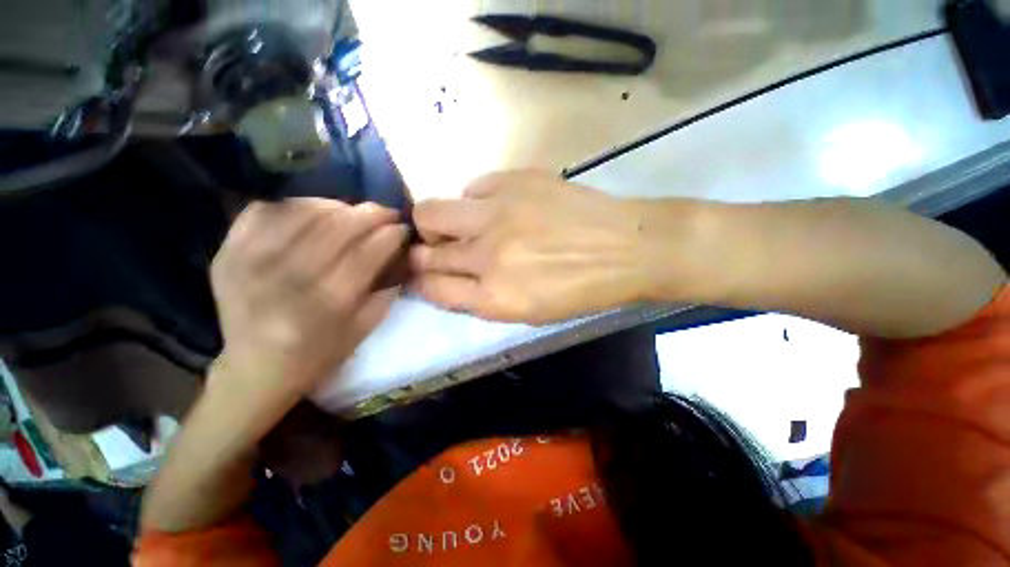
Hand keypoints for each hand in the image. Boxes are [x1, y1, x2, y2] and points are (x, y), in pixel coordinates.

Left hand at [210, 198, 407, 406]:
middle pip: (337, 227)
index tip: (403, 227)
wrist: (254, 369)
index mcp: (326, 303)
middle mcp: (288, 278)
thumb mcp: (364, 329)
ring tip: (352, 212)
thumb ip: (386, 290)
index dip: (390, 235)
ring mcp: (251, 261)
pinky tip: (313, 213)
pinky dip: (294, 206)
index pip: (366, 253)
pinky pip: (265, 211)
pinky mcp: (227, 253)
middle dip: (370, 214)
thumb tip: (399, 254)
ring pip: (303, 212)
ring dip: (337, 206)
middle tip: (386, 212)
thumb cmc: (319, 353)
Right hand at [410, 171, 650, 322]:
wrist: (626, 248)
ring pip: (431, 212)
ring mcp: (497, 214)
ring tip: (459, 225)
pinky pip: (472, 188)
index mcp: (494, 297)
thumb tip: (449, 278)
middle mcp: (486, 256)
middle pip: (425, 253)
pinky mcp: (512, 182)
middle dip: (421, 254)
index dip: (421, 282)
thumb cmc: (581, 290)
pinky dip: (475, 201)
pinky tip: (495, 208)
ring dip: (436, 222)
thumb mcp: (529, 312)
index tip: (421, 275)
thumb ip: (483, 298)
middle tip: (434, 249)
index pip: (433, 288)